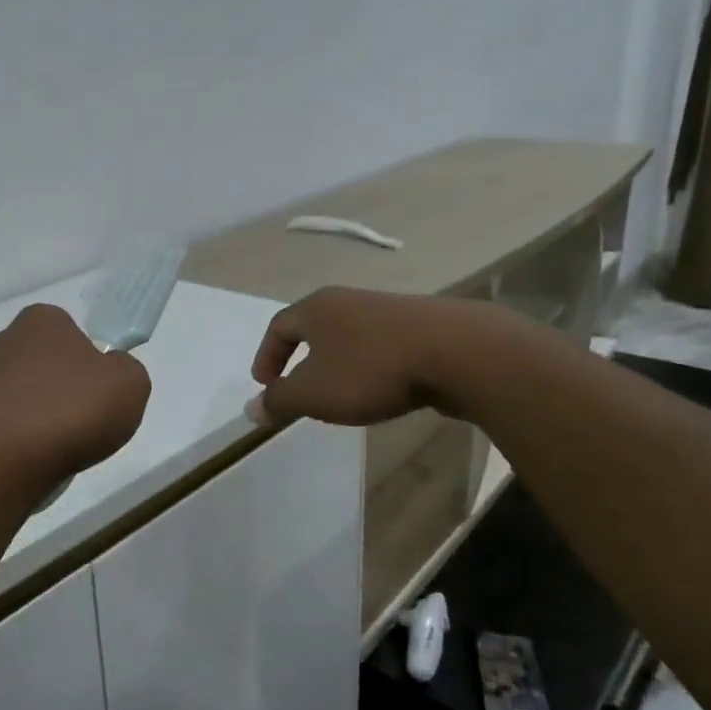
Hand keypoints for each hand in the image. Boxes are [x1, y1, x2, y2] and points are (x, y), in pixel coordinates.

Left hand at [0, 304, 151, 489]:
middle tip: (79, 420)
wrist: (4, 463)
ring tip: (53, 447)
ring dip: (34, 413)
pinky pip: (0, 423)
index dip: (88, 362)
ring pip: (19, 393)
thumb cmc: (72, 411)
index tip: (97, 392)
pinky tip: (28, 459)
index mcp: (40, 319)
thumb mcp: (130, 383)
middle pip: (42, 362)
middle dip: (58, 386)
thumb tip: (107, 371)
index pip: (70, 332)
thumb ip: (125, 368)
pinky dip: (14, 438)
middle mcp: (2, 340)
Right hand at [248, 287, 488, 426]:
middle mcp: (349, 300)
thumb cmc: (371, 370)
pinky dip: (370, 365)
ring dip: (337, 362)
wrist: (458, 352)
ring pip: (349, 335)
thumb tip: (252, 409)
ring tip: (340, 392)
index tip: (265, 385)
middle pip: (314, 326)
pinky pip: (381, 344)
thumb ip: (280, 401)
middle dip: (301, 357)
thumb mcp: (314, 393)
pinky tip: (382, 387)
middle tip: (298, 387)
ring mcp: (387, 310)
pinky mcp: (422, 325)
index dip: (267, 356)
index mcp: (317, 308)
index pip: (279, 326)